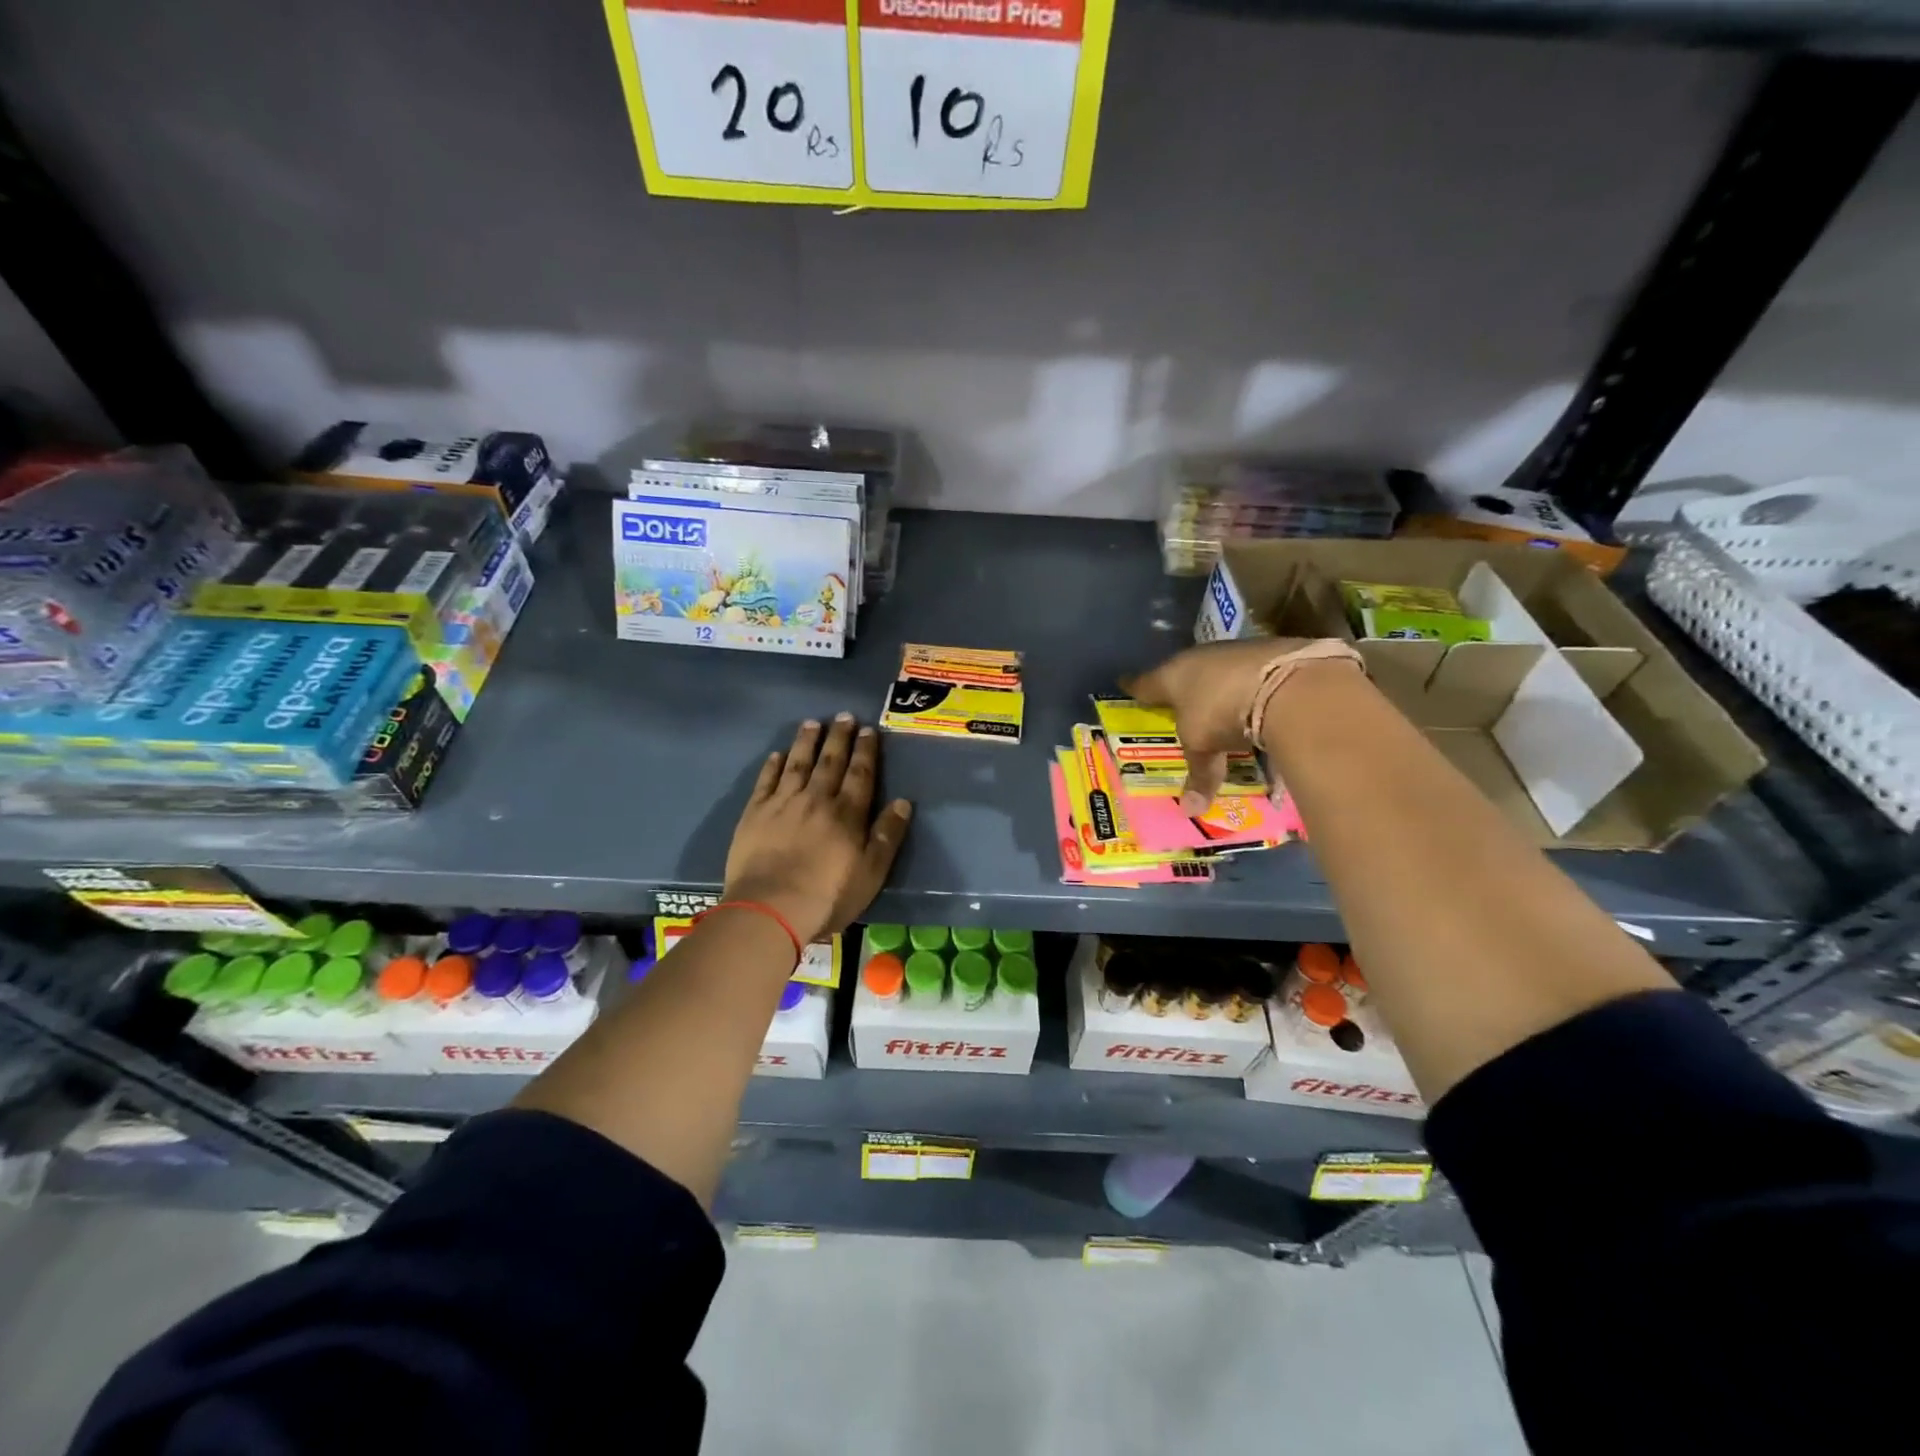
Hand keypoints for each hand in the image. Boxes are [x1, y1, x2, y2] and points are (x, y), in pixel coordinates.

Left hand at [723, 715, 913, 942]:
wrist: (770, 909)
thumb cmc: (827, 896)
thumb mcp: (871, 873)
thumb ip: (887, 836)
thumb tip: (902, 802)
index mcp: (847, 814)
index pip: (860, 774)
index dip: (866, 751)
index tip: (868, 730)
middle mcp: (816, 799)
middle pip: (830, 762)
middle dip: (839, 737)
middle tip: (844, 715)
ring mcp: (783, 803)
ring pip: (798, 764)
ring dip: (806, 742)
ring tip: (812, 723)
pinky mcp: (755, 814)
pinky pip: (766, 781)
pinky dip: (773, 765)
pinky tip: (777, 754)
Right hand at [1123, 637, 1311, 813]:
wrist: (1286, 682)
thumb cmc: (1223, 713)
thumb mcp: (1204, 747)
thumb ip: (1198, 774)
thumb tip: (1189, 811)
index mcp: (1172, 676)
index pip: (1145, 683)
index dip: (1134, 687)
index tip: (1124, 684)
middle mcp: (1200, 658)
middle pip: (1183, 672)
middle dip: (1180, 686)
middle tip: (1176, 700)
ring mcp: (1236, 651)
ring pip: (1219, 669)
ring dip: (1219, 685)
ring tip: (1220, 703)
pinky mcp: (1270, 651)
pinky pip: (1252, 673)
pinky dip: (1251, 686)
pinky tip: (1258, 700)